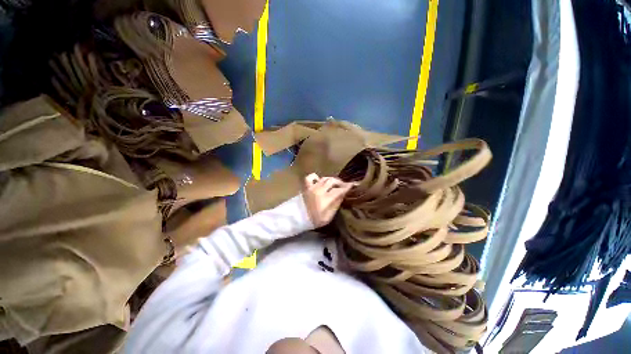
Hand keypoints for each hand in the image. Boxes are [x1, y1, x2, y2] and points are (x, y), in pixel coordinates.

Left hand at [302, 173, 353, 227]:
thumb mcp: (328, 217)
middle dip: (340, 182)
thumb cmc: (315, 220)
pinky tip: (319, 181)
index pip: (339, 190)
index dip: (348, 187)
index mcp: (326, 199)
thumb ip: (336, 204)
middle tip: (343, 186)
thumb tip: (342, 195)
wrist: (298, 218)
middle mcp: (319, 190)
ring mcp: (312, 187)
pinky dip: (316, 177)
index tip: (353, 184)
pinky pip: (311, 177)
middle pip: (333, 181)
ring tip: (334, 184)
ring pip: (324, 178)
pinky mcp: (306, 186)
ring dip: (331, 180)